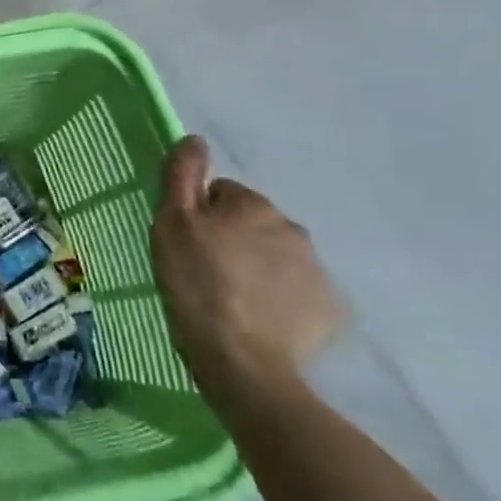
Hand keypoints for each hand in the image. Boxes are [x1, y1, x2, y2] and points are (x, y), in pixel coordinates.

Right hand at [150, 136, 345, 405]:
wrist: (241, 360)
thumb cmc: (196, 284)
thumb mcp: (171, 224)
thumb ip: (182, 176)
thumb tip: (195, 139)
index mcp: (253, 205)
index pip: (222, 193)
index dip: (200, 216)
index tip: (188, 245)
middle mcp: (292, 228)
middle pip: (253, 223)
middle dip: (233, 239)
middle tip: (206, 271)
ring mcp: (316, 270)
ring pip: (276, 256)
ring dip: (256, 267)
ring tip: (232, 298)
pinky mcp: (329, 309)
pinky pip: (297, 290)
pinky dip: (279, 298)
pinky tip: (258, 318)